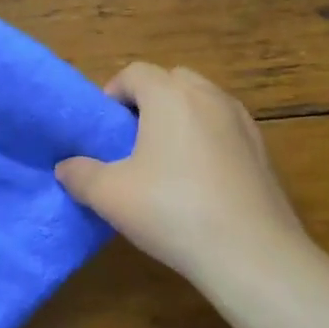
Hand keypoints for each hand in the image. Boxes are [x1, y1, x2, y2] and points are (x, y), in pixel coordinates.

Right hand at [56, 63, 311, 284]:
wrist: (252, 254)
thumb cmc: (172, 211)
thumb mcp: (109, 196)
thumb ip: (80, 175)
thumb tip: (66, 168)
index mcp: (170, 96)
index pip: (135, 72)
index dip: (113, 93)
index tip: (103, 127)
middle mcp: (209, 97)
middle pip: (172, 80)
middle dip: (149, 100)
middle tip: (131, 138)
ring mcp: (242, 122)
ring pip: (203, 102)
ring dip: (180, 117)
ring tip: (164, 159)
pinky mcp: (263, 151)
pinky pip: (225, 128)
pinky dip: (207, 139)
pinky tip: (197, 180)